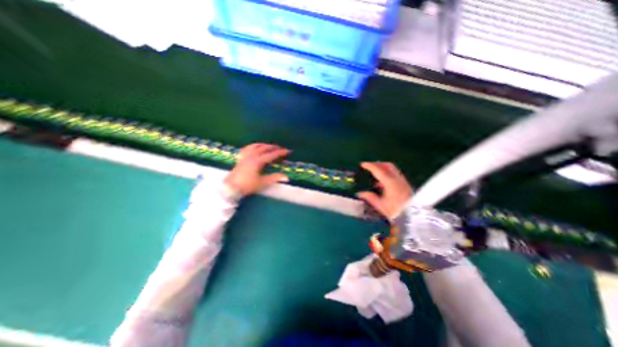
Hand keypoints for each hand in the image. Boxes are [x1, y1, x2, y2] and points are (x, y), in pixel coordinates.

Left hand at [225, 144, 289, 197]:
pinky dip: (253, 146)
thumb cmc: (247, 185)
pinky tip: (254, 147)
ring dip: (263, 145)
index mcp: (258, 161)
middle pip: (264, 148)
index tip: (287, 151)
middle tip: (280, 148)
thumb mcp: (262, 182)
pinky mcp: (241, 158)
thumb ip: (274, 178)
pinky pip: (247, 148)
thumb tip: (287, 177)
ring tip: (269, 146)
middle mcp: (252, 156)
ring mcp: (245, 156)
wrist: (230, 188)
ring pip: (255, 146)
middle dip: (273, 147)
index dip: (280, 152)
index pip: (271, 154)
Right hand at [355, 162, 411, 217]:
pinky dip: (387, 174)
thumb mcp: (381, 206)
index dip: (370, 166)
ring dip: (382, 168)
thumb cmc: (396, 211)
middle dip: (376, 164)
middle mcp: (398, 179)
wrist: (414, 217)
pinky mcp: (405, 184)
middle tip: (368, 166)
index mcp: (390, 183)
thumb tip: (360, 193)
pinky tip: (382, 183)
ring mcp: (403, 181)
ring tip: (374, 174)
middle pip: (387, 165)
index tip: (362, 164)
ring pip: (392, 169)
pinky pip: (395, 174)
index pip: (378, 170)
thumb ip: (370, 198)